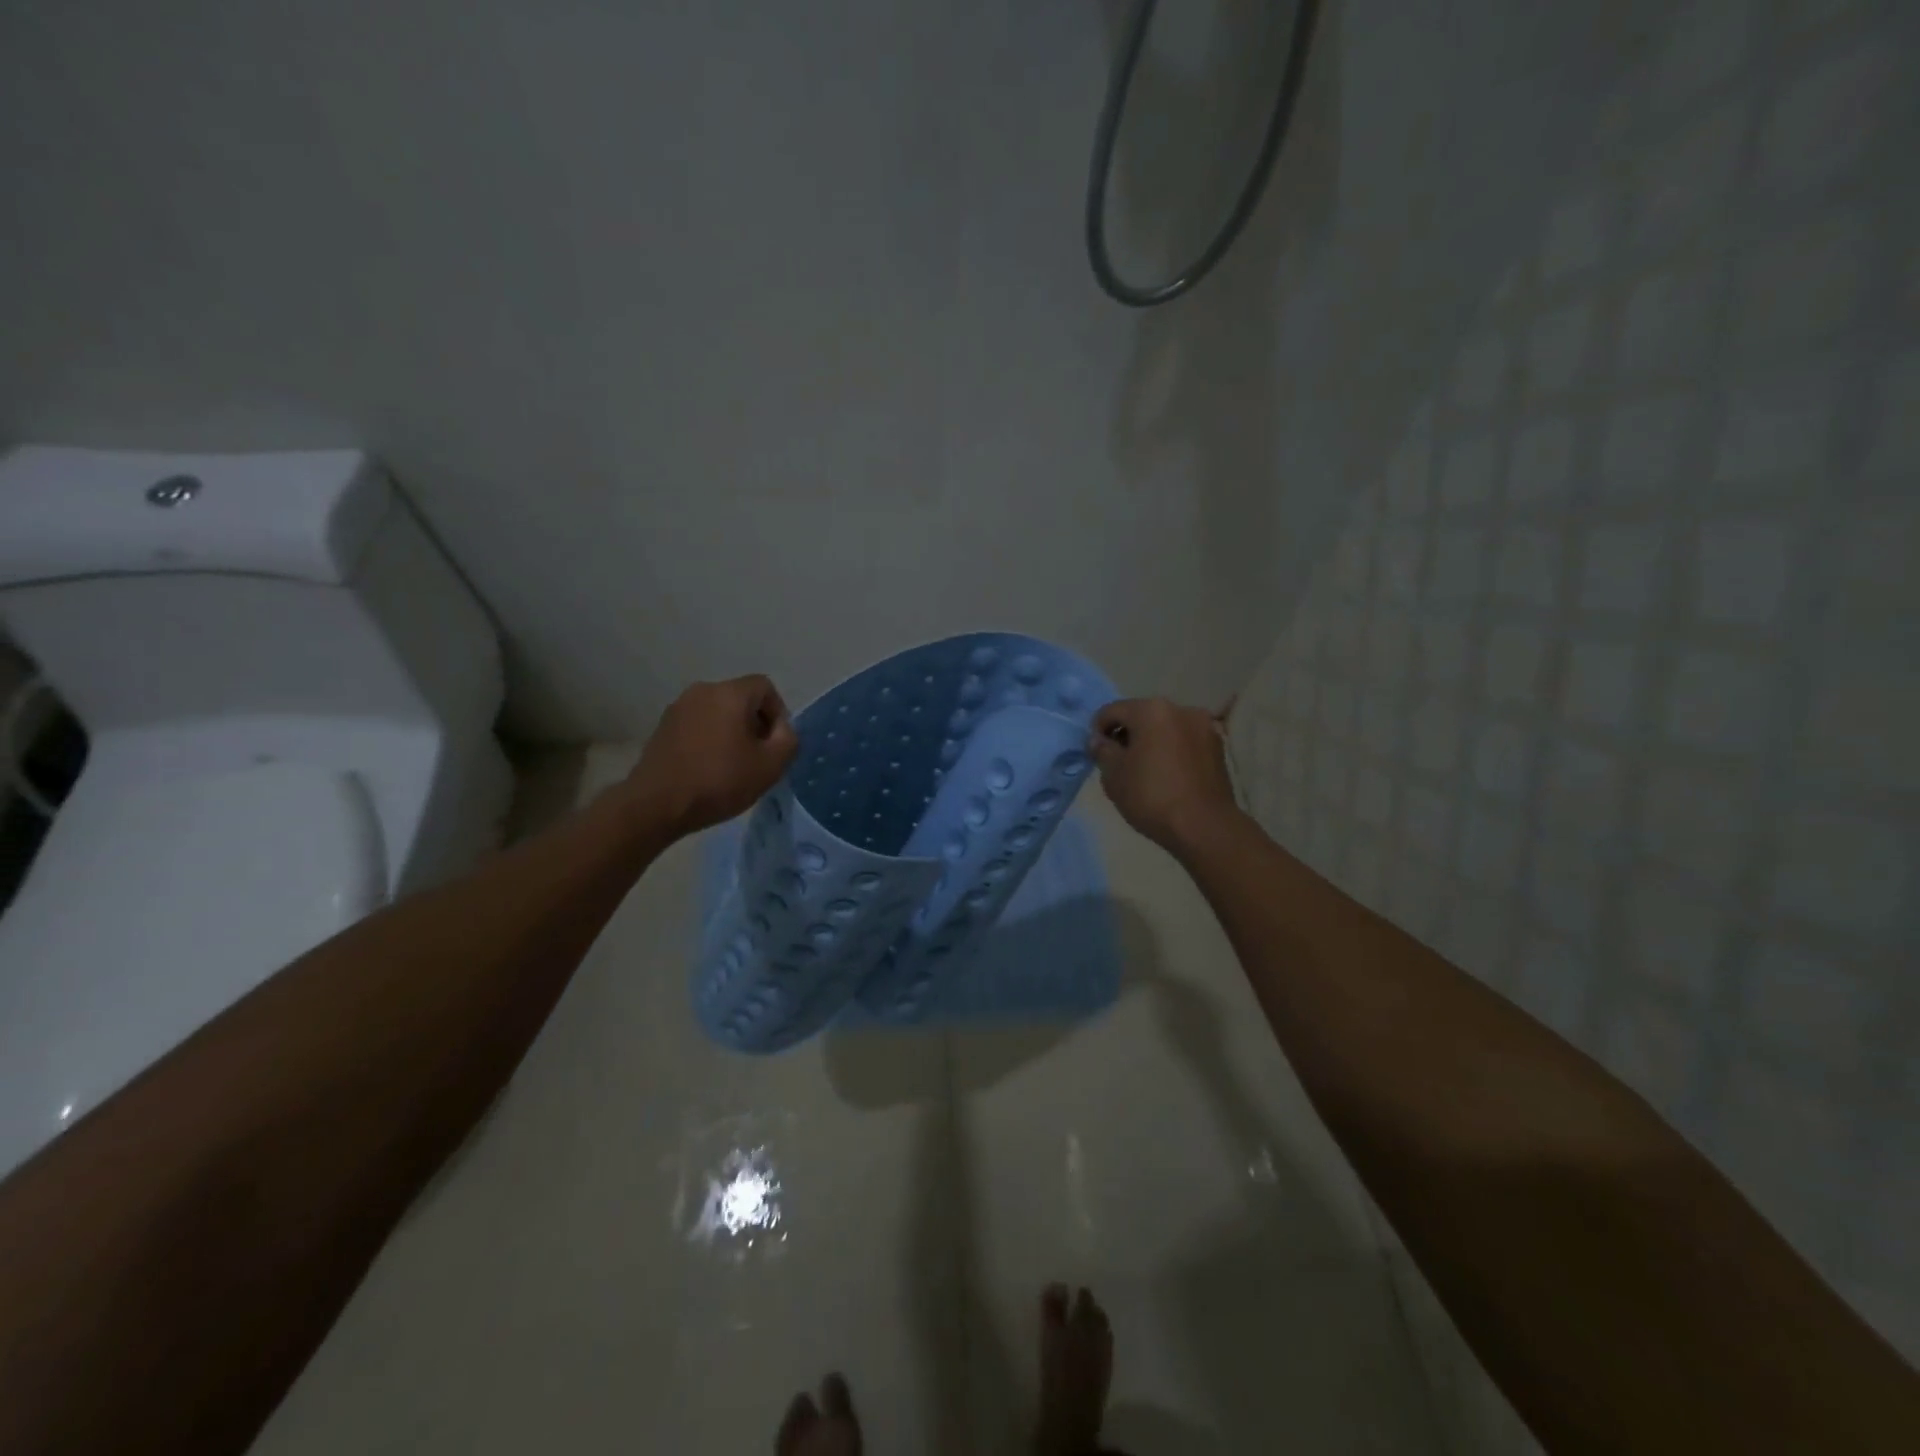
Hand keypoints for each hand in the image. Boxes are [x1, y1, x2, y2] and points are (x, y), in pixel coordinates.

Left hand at [623, 676, 798, 838]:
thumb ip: (788, 740)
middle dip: (755, 723)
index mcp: (730, 693)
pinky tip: (708, 768)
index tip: (775, 744)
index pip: (765, 687)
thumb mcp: (771, 766)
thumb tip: (781, 729)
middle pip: (741, 698)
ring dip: (732, 732)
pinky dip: (710, 739)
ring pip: (718, 712)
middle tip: (758, 757)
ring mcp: (678, 707)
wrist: (657, 804)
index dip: (778, 713)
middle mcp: (702, 691)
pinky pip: (698, 724)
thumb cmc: (719, 781)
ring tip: (733, 765)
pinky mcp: (663, 727)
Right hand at [1090, 697, 1243, 855]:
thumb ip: (1102, 750)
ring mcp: (1204, 728)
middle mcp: (1181, 709)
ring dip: (1151, 743)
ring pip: (1166, 729)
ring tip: (1144, 771)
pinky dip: (1171, 752)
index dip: (1098, 730)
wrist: (1204, 826)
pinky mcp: (1218, 748)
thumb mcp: (1113, 774)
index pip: (1113, 711)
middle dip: (1127, 735)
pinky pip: (1184, 743)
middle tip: (1118, 763)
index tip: (1096, 754)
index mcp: (1151, 710)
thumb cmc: (1151, 796)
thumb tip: (1100, 740)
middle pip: (1142, 716)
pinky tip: (1166, 776)